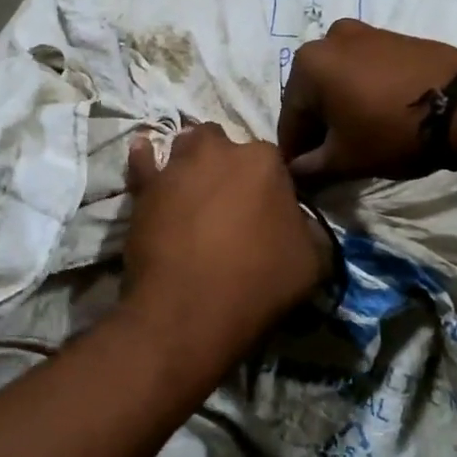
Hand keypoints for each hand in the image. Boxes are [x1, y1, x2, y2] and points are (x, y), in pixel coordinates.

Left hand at [121, 124, 328, 378]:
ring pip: (186, 147)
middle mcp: (220, 152)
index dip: (270, 188)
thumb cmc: (258, 282)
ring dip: (192, 161)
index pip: (273, 162)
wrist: (190, 310)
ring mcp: (178, 167)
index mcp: (266, 161)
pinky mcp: (145, 188)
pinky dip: (145, 158)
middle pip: (225, 146)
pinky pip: (143, 162)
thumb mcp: (313, 262)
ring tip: (193, 188)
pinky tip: (144, 155)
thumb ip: (310, 231)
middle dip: (227, 164)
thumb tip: (301, 225)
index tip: (267, 212)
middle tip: (229, 202)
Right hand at [278, 19, 456, 179]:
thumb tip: (294, 173)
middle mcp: (329, 39)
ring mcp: (366, 33)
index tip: (301, 178)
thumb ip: (310, 168)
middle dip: (318, 129)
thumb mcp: (345, 159)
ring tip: (356, 141)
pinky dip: (362, 94)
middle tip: (329, 161)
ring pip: (339, 81)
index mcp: (307, 64)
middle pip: (313, 96)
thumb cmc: (392, 131)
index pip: (290, 119)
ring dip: (340, 110)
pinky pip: (365, 71)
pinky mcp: (396, 38)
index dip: (294, 154)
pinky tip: (377, 118)